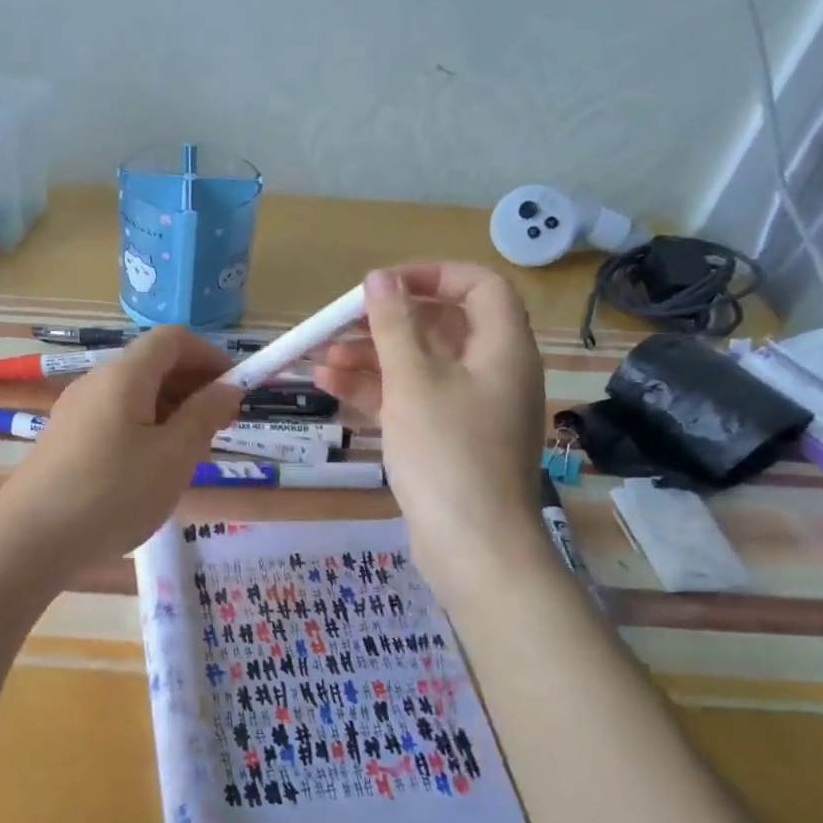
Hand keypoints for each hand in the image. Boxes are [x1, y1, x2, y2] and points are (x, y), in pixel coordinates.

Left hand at [0, 326, 244, 569]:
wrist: (31, 539)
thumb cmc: (114, 494)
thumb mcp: (174, 456)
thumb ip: (205, 415)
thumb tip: (228, 387)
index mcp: (124, 375)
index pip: (173, 339)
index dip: (210, 355)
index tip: (236, 388)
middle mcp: (96, 382)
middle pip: (152, 364)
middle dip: (193, 386)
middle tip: (221, 425)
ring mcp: (75, 410)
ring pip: (134, 394)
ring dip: (170, 410)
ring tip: (191, 452)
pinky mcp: (65, 439)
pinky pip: (114, 418)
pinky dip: (144, 428)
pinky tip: (151, 469)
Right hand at [315, 264, 547, 584]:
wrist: (474, 547)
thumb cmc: (448, 453)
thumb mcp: (414, 381)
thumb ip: (393, 326)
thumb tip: (379, 278)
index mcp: (502, 348)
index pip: (479, 286)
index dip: (432, 275)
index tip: (383, 285)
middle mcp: (492, 372)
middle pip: (440, 327)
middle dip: (385, 323)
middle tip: (338, 324)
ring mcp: (470, 409)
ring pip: (419, 366)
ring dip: (371, 358)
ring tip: (321, 360)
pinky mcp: (448, 440)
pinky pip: (412, 400)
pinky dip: (376, 391)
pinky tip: (332, 387)